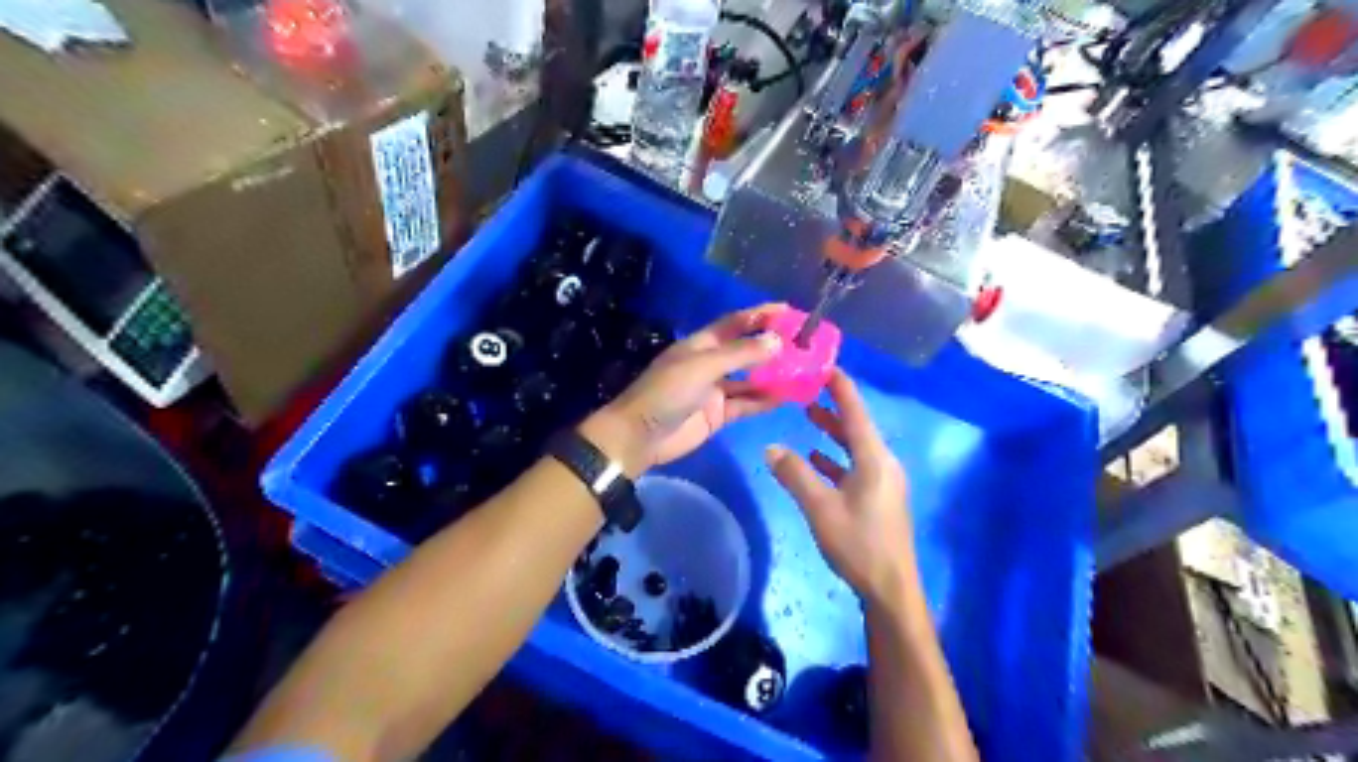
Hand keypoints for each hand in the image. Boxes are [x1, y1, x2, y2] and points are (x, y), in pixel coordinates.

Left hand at [585, 304, 786, 474]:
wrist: (640, 436)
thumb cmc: (667, 392)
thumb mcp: (703, 367)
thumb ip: (740, 355)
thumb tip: (777, 341)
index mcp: (701, 344)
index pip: (735, 323)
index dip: (760, 315)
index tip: (789, 311)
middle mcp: (710, 363)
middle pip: (746, 350)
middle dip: (772, 347)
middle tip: (805, 344)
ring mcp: (715, 390)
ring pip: (750, 379)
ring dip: (773, 375)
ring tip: (805, 372)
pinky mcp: (718, 415)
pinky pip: (746, 404)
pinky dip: (765, 400)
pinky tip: (787, 397)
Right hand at [768, 366, 915, 605]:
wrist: (891, 587)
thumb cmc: (858, 544)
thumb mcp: (820, 508)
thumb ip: (795, 475)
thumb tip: (771, 447)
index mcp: (873, 458)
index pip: (856, 410)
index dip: (840, 385)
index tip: (823, 364)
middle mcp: (883, 463)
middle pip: (857, 425)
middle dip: (833, 405)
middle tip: (807, 386)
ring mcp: (883, 481)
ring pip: (856, 445)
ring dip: (834, 430)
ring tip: (808, 413)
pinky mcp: (879, 497)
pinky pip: (857, 465)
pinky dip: (837, 456)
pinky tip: (817, 457)